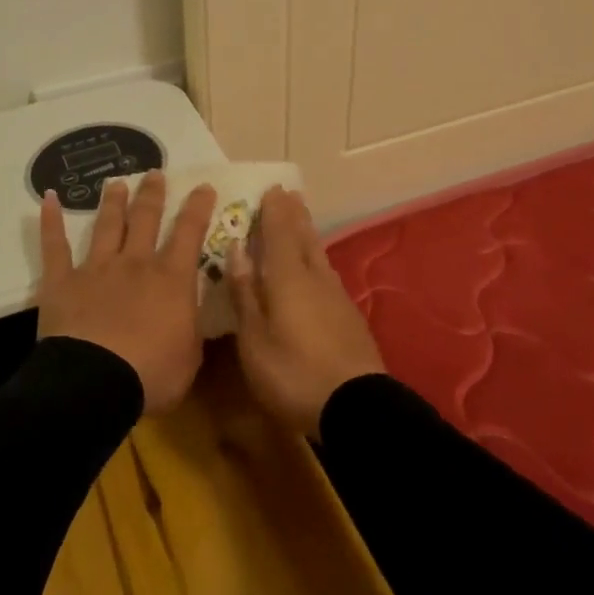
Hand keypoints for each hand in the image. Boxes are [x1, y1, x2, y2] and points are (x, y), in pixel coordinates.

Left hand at [37, 171, 217, 414]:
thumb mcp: (190, 357)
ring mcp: (96, 268)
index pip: (189, 233)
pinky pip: (55, 246)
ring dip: (113, 202)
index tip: (203, 186)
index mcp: (171, 279)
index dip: (198, 208)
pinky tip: (48, 199)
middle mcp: (135, 263)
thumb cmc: (151, 374)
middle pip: (145, 219)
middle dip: (152, 194)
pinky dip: (50, 221)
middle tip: (155, 173)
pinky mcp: (62, 281)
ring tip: (116, 182)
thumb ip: (192, 330)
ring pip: (107, 225)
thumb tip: (194, 315)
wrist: (94, 382)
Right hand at [228, 186, 385, 437]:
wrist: (356, 406)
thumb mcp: (254, 339)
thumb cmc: (293, 373)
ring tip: (301, 220)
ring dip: (308, 233)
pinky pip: (327, 273)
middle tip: (289, 194)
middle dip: (295, 215)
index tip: (271, 188)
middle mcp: (315, 277)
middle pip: (304, 237)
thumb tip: (237, 249)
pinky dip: (317, 259)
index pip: (280, 232)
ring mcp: (336, 296)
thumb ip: (245, 293)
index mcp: (288, 277)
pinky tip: (316, 268)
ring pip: (319, 254)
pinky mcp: (349, 316)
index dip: (274, 211)